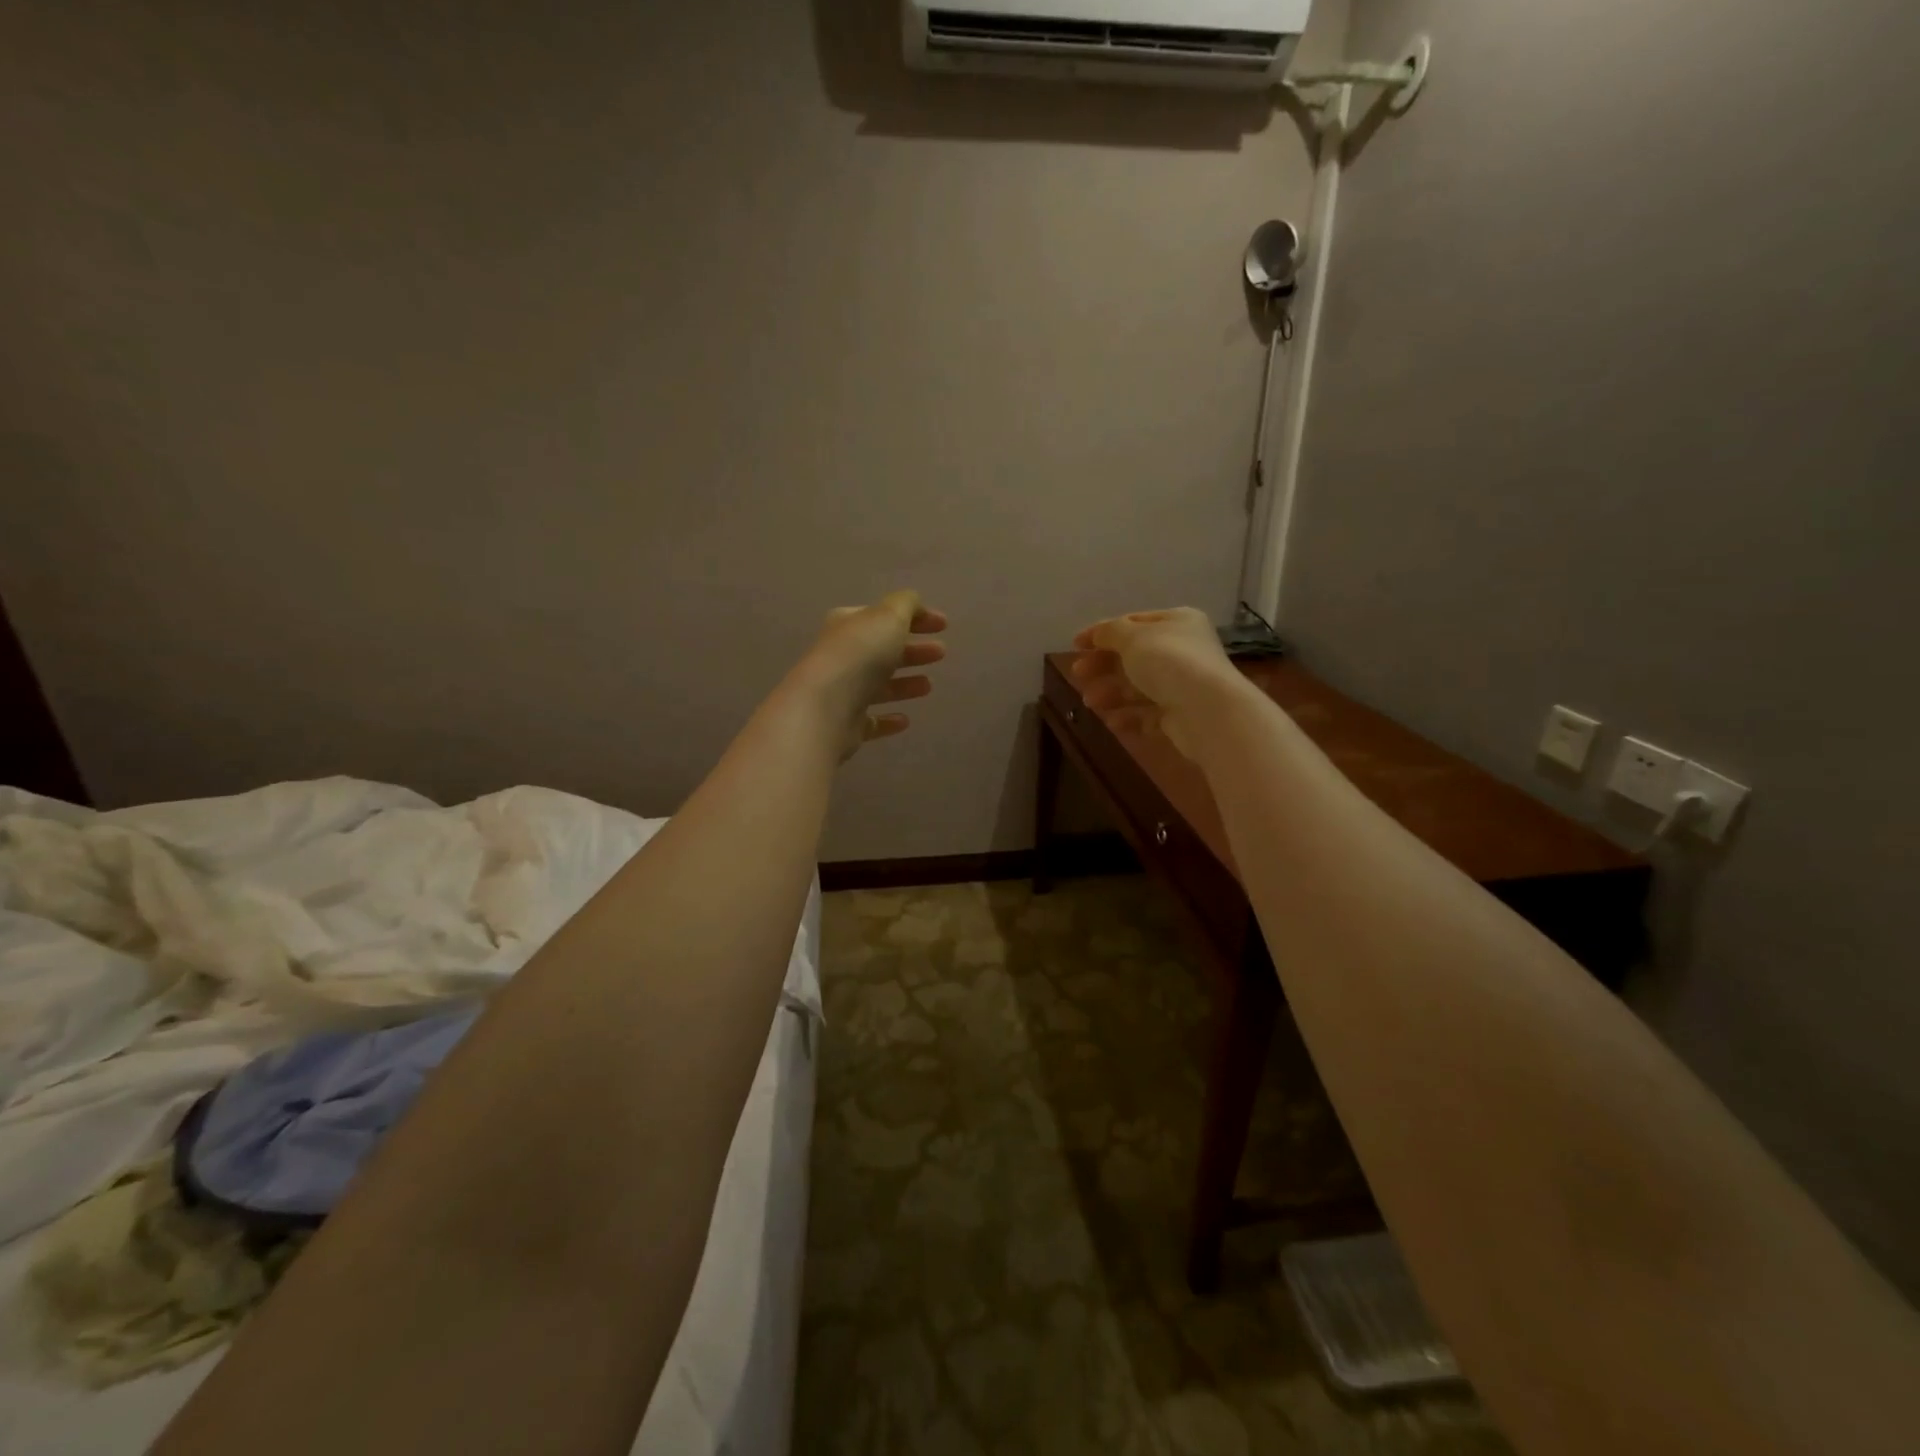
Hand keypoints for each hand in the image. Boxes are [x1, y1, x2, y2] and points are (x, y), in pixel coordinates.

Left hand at [790, 591, 947, 759]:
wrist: (825, 708)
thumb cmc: (860, 655)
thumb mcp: (888, 616)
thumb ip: (905, 604)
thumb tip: (914, 603)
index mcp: (849, 625)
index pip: (884, 616)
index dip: (915, 617)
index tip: (944, 625)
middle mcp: (842, 656)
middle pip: (882, 650)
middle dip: (913, 650)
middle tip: (941, 652)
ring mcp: (842, 692)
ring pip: (878, 685)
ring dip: (905, 683)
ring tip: (929, 685)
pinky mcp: (845, 724)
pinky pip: (870, 720)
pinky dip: (888, 718)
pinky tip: (905, 719)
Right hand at [1069, 607, 1241, 760]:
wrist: (1207, 712)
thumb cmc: (1169, 663)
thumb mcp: (1133, 638)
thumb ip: (1109, 632)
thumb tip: (1096, 633)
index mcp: (1177, 622)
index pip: (1134, 622)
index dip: (1102, 632)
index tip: (1075, 645)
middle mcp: (1183, 650)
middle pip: (1134, 656)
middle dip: (1103, 666)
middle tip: (1078, 674)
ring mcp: (1184, 685)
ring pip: (1139, 686)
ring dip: (1111, 693)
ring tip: (1090, 702)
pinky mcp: (1181, 716)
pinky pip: (1148, 714)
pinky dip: (1128, 717)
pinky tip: (1111, 722)